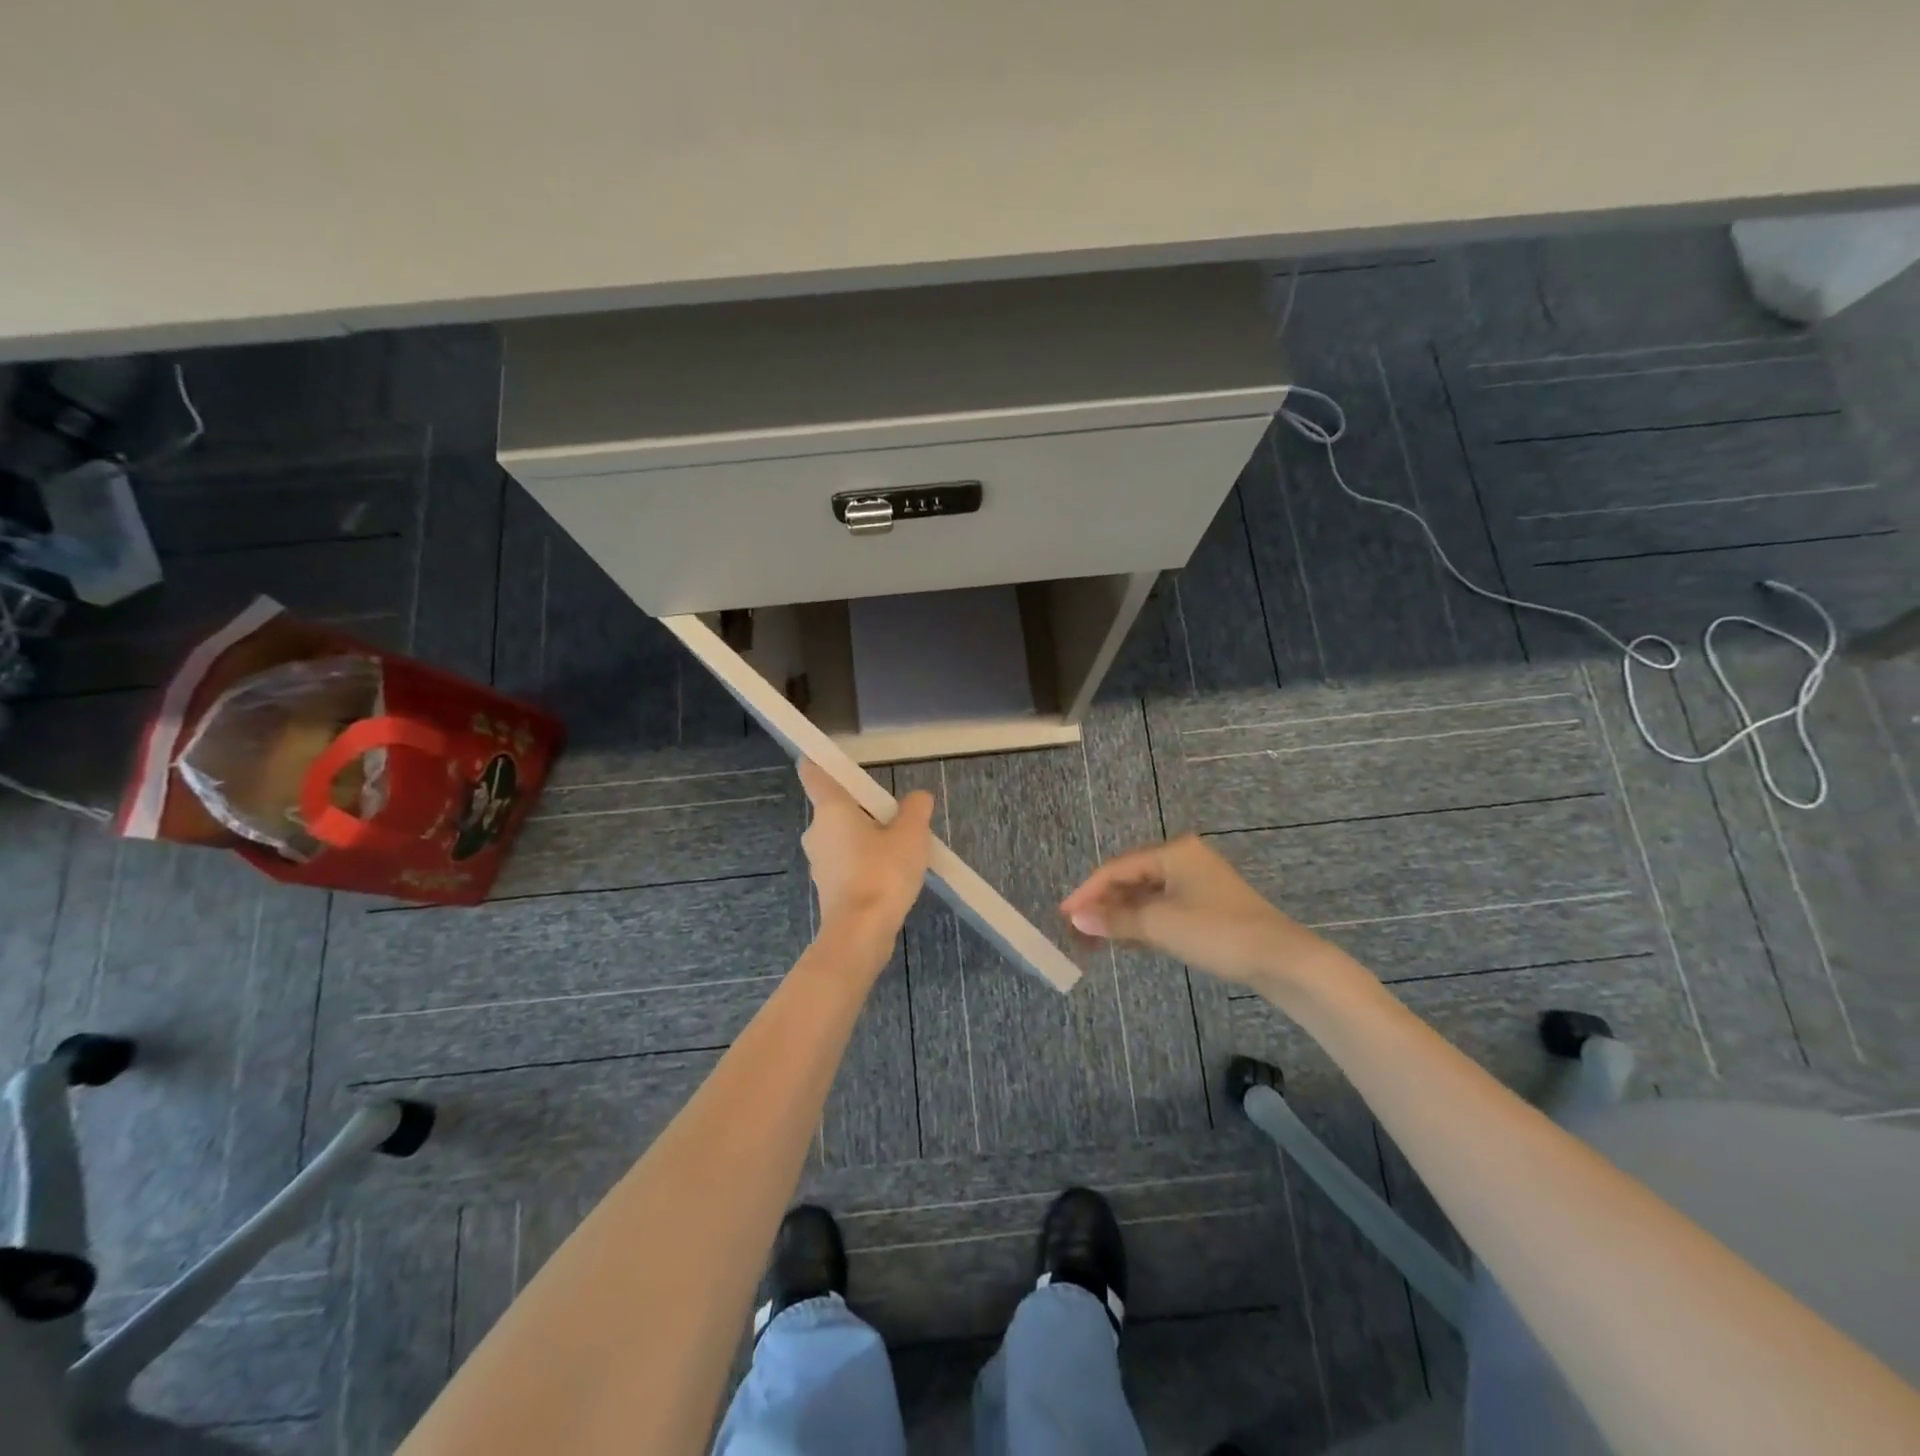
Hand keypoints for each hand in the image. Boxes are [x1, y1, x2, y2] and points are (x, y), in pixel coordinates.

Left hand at [798, 759, 934, 931]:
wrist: (861, 933)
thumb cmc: (883, 873)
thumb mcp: (912, 834)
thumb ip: (915, 809)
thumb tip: (917, 798)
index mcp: (831, 809)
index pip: (814, 774)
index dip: (820, 762)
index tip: (830, 758)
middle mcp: (817, 831)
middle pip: (836, 808)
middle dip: (863, 810)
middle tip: (896, 817)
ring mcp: (818, 862)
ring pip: (843, 838)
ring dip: (866, 839)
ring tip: (900, 850)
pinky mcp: (827, 888)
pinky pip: (847, 864)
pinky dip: (865, 864)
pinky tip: (891, 876)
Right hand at [1060, 834, 1329, 991]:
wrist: (1281, 959)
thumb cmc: (1216, 932)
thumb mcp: (1160, 925)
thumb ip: (1116, 920)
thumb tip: (1076, 919)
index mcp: (1173, 852)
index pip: (1117, 868)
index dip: (1088, 892)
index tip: (1064, 915)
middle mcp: (1184, 860)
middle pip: (1131, 879)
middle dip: (1104, 905)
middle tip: (1078, 930)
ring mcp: (1198, 883)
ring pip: (1147, 896)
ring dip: (1122, 916)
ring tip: (1097, 940)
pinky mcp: (1208, 907)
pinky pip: (1164, 909)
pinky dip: (1144, 923)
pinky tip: (1128, 941)